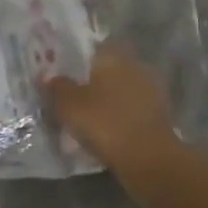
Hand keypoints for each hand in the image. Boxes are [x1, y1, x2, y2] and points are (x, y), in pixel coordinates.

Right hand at [42, 42, 178, 176]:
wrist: (150, 160)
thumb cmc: (106, 123)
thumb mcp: (70, 106)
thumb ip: (57, 88)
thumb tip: (48, 77)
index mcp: (114, 56)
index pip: (95, 47)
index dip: (80, 58)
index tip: (66, 72)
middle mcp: (135, 66)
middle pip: (109, 69)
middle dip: (94, 82)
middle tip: (74, 98)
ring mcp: (150, 90)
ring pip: (121, 91)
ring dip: (108, 102)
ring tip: (88, 120)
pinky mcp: (159, 116)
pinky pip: (132, 111)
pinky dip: (121, 119)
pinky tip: (107, 134)